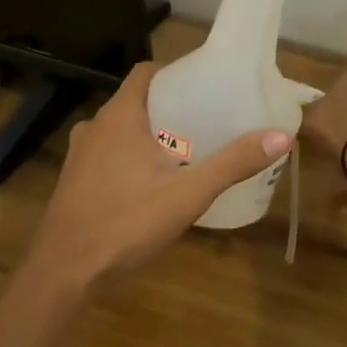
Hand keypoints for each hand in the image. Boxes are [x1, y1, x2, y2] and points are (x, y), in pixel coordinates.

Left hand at [28, 62, 291, 289]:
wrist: (65, 273)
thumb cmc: (126, 223)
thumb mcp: (189, 194)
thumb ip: (233, 163)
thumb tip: (282, 136)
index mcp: (120, 116)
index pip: (147, 72)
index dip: (177, 73)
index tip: (208, 86)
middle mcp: (96, 127)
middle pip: (138, 101)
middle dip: (172, 106)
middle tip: (210, 119)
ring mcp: (81, 155)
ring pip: (123, 130)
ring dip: (152, 134)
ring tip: (190, 149)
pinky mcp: (75, 181)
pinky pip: (110, 154)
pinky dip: (134, 157)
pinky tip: (156, 182)